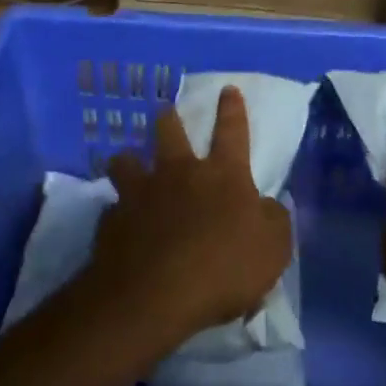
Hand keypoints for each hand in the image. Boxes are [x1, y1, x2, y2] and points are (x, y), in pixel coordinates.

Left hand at [86, 87, 292, 349]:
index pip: (232, 132)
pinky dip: (117, 213)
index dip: (232, 110)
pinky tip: (119, 225)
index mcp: (222, 175)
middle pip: (169, 132)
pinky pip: (112, 208)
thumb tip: (267, 206)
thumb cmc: (224, 268)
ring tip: (128, 163)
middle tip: (166, 112)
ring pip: (126, 160)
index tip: (228, 89)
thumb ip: (274, 221)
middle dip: (169, 118)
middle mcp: (178, 173)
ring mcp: (140, 193)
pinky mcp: (111, 220)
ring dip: (129, 160)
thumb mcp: (273, 249)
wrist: (155, 295)